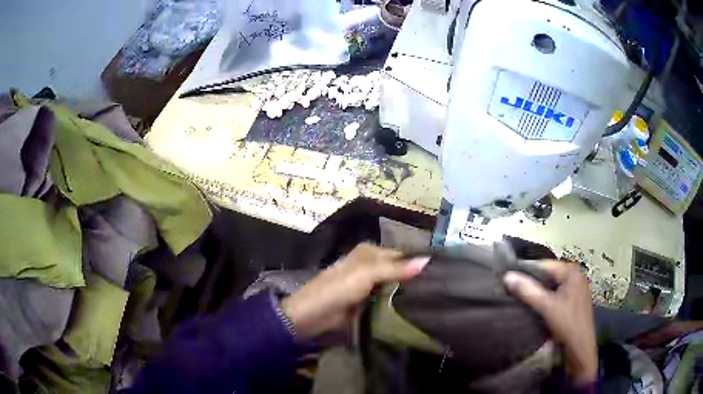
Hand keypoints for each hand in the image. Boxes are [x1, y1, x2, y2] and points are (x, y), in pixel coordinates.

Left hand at [282, 243, 428, 338]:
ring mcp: (368, 285)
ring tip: (434, 298)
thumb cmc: (336, 289)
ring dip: (409, 291)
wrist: (310, 315)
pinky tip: (414, 308)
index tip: (443, 271)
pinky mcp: (367, 302)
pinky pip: (387, 299)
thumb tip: (427, 261)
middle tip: (442, 288)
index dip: (419, 261)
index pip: (401, 254)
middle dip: (416, 277)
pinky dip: (398, 302)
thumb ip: (395, 268)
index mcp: (369, 252)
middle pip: (399, 269)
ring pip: (394, 285)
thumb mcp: (365, 274)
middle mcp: (370, 265)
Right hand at [504, 261, 596, 384]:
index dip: (526, 271)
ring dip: (537, 293)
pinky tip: (533, 308)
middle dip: (531, 283)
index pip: (544, 265)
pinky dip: (544, 300)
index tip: (509, 279)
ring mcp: (575, 290)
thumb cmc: (567, 323)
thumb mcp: (546, 306)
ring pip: (551, 287)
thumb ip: (527, 290)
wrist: (580, 349)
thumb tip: (507, 276)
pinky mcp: (573, 303)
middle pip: (548, 276)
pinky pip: (555, 296)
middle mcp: (575, 276)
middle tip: (512, 290)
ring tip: (519, 299)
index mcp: (572, 272)